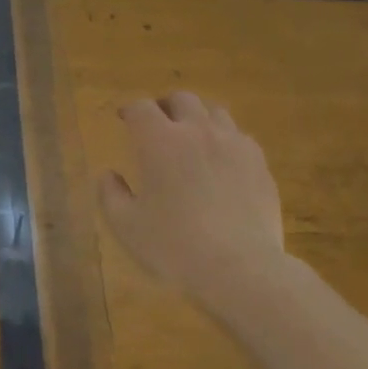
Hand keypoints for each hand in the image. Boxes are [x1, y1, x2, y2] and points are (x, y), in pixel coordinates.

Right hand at [98, 91, 284, 303]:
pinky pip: (240, 137)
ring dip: (199, 118)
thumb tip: (109, 175)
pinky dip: (226, 139)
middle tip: (159, 122)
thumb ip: (111, 195)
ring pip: (214, 112)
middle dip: (166, 105)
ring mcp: (232, 144)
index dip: (130, 109)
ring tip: (193, 136)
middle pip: (181, 99)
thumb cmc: (175, 248)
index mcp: (159, 141)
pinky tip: (223, 160)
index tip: (124, 118)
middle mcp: (196, 131)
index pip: (141, 108)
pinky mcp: (259, 163)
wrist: (241, 269)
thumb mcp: (127, 227)